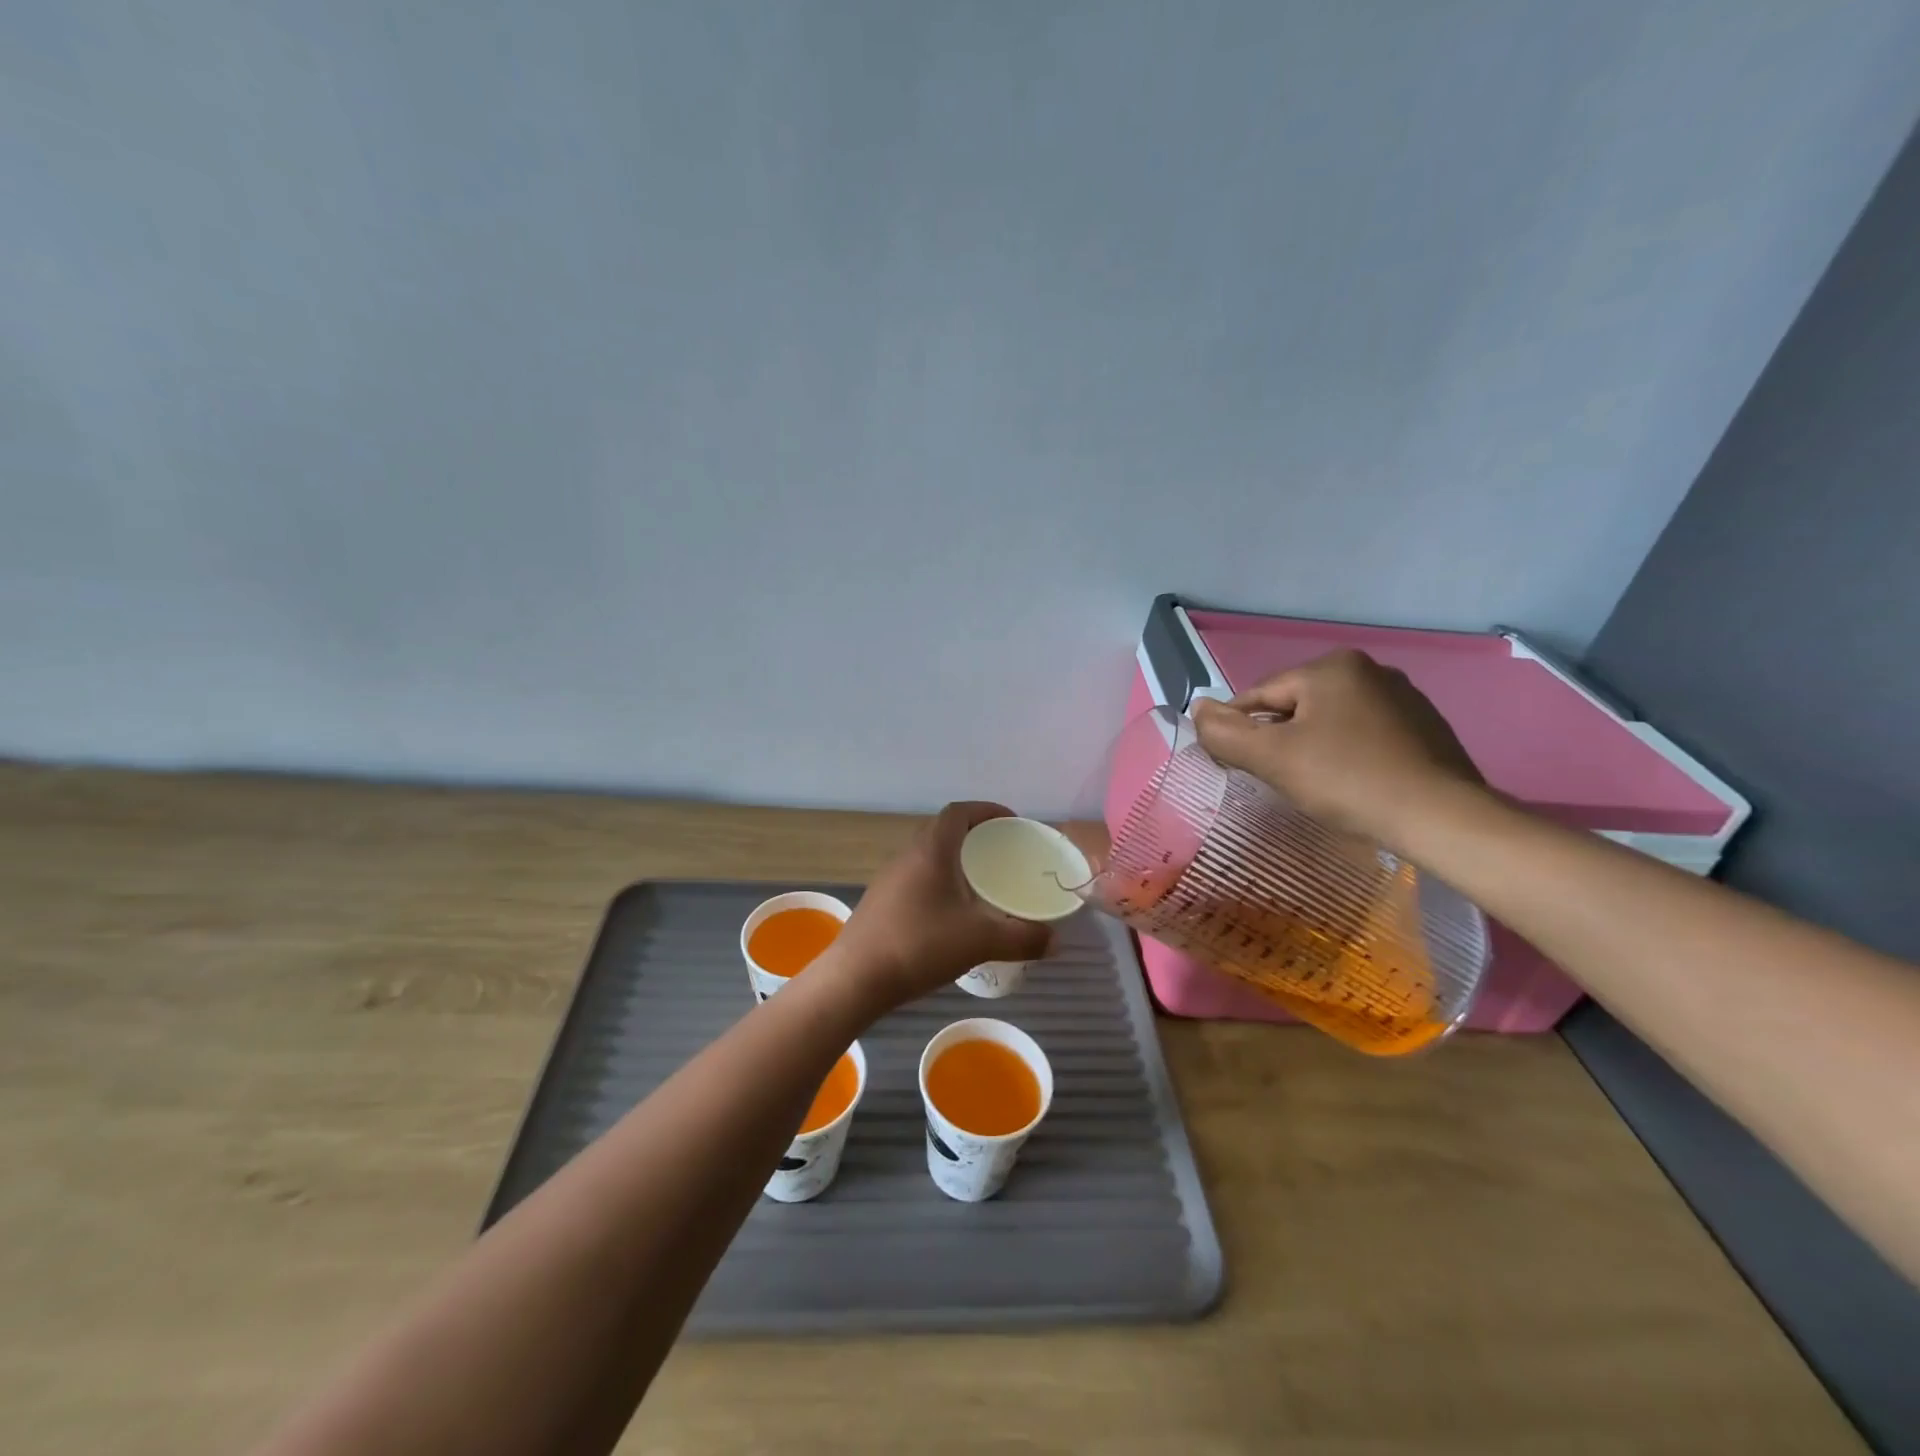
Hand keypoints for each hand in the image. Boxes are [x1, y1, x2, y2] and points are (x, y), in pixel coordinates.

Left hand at [829, 802, 1053, 1012]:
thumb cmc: (919, 944)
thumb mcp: (980, 941)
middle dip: (975, 837)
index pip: (959, 811)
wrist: (855, 979)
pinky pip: (917, 880)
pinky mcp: (881, 903)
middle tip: (1003, 856)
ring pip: (929, 857)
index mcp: (931, 850)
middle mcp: (908, 856)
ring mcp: (890, 880)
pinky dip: (940, 884)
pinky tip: (953, 915)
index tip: (1012, 823)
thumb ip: (1022, 938)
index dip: (987, 810)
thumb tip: (1056, 941)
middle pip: (944, 831)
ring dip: (956, 862)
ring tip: (983, 885)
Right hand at [1191, 649, 1484, 848]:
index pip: (1261, 696)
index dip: (1240, 730)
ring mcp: (1404, 697)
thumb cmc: (1347, 780)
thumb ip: (1226, 733)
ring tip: (1314, 786)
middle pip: (1297, 707)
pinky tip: (1352, 784)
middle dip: (1280, 740)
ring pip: (1331, 722)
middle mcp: (1369, 670)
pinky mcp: (1426, 727)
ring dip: (1313, 747)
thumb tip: (1196, 708)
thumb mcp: (1272, 757)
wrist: (1441, 817)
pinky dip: (1349, 755)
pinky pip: (1366, 735)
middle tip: (1277, 780)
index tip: (1234, 764)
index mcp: (1331, 667)